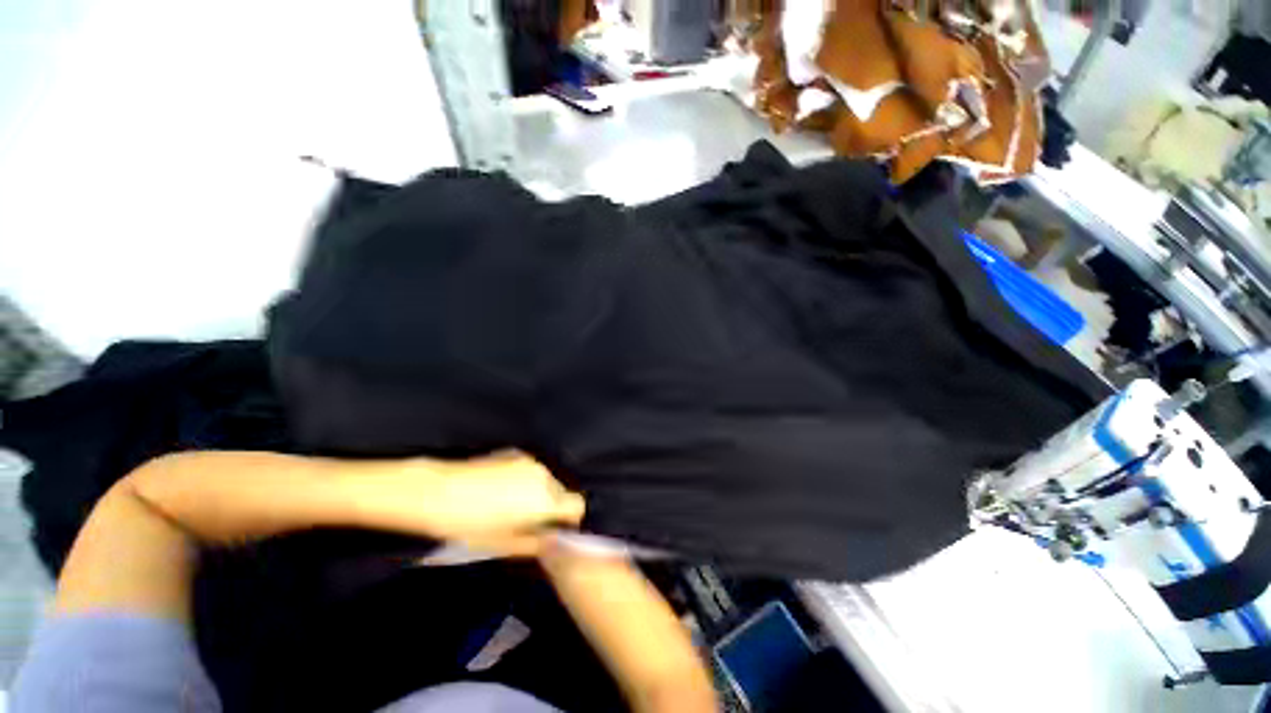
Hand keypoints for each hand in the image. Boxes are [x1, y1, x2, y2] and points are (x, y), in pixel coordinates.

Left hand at [345, 453, 585, 556]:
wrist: (437, 492)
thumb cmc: (470, 526)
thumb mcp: (504, 544)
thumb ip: (537, 544)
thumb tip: (555, 542)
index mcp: (546, 500)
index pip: (577, 506)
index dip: (568, 521)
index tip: (552, 531)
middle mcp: (545, 476)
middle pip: (562, 493)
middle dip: (552, 507)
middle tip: (528, 523)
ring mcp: (530, 462)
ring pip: (547, 481)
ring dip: (539, 494)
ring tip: (512, 507)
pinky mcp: (516, 453)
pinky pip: (532, 471)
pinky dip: (526, 481)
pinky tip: (502, 491)